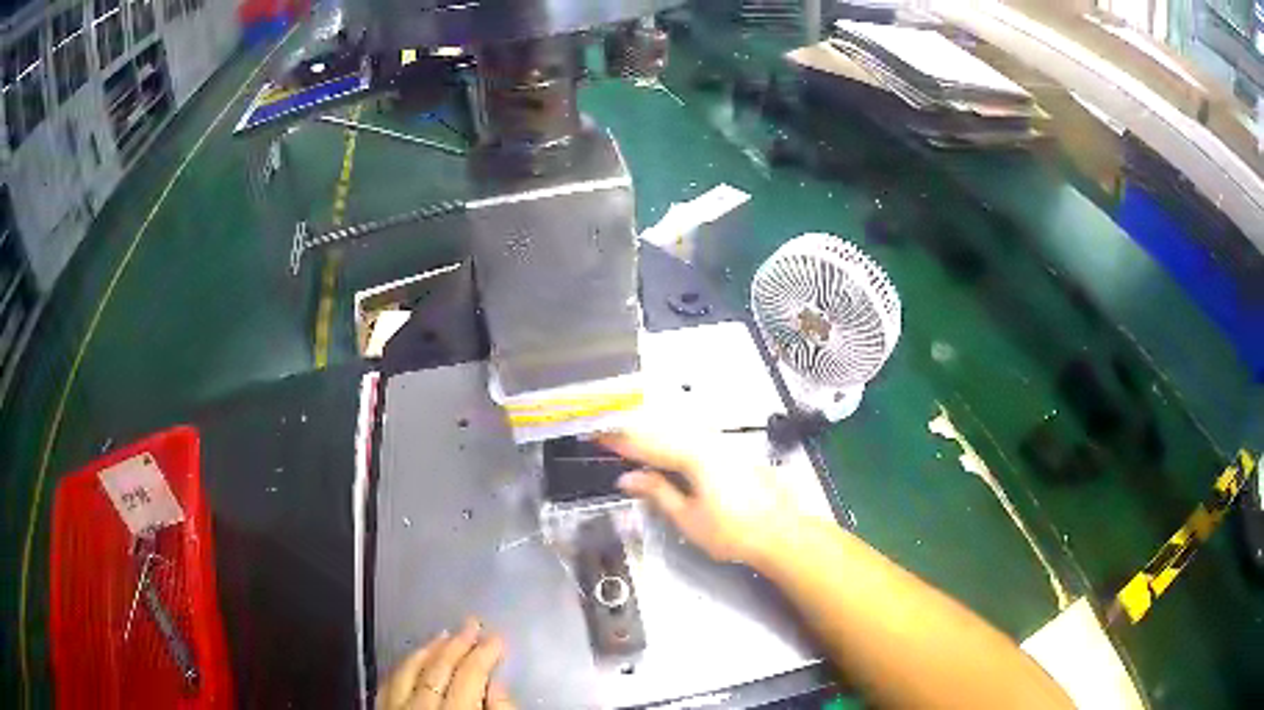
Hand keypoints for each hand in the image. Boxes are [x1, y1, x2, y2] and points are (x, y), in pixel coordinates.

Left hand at [377, 618, 514, 709]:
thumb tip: (498, 684)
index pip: (469, 676)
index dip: (484, 654)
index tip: (497, 638)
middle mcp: (419, 706)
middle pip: (438, 669)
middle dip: (457, 644)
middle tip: (472, 623)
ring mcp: (395, 709)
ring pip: (408, 672)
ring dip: (427, 651)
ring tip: (444, 635)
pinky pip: (387, 684)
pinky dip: (402, 668)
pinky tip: (412, 658)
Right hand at [597, 429, 803, 566]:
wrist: (780, 533)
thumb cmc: (732, 531)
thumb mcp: (687, 517)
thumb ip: (656, 492)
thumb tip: (628, 478)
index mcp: (694, 455)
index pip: (648, 444)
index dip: (619, 441)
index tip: (596, 435)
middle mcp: (709, 442)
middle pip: (663, 429)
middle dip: (633, 431)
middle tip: (607, 432)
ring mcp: (724, 444)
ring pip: (680, 430)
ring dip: (653, 432)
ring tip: (629, 437)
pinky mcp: (734, 452)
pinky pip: (695, 437)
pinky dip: (674, 438)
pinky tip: (666, 445)